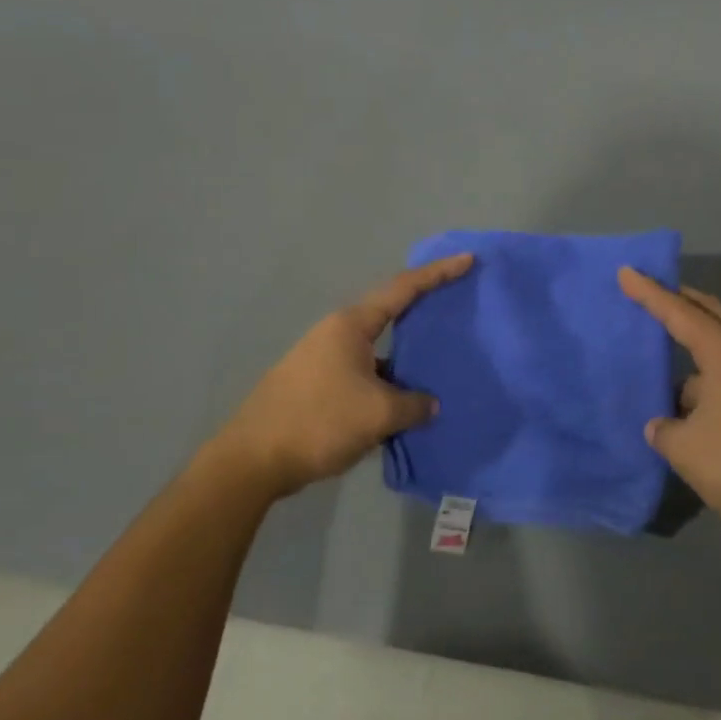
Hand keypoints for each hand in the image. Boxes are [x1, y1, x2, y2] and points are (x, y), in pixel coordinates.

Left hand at [211, 254, 473, 498]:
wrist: (253, 460)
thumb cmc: (320, 421)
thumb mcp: (379, 413)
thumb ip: (414, 405)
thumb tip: (429, 404)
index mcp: (351, 326)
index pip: (403, 289)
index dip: (437, 274)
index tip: (467, 260)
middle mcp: (336, 335)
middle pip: (389, 316)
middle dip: (422, 313)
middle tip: (456, 310)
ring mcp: (323, 360)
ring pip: (377, 352)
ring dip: (405, 360)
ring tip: (436, 369)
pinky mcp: (317, 386)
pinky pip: (364, 375)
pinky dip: (387, 384)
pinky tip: (404, 406)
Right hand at [618, 267, 720, 536]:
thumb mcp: (688, 450)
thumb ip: (664, 432)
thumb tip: (661, 425)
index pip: (678, 312)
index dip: (649, 293)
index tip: (626, 272)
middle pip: (709, 315)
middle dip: (679, 301)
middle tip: (650, 293)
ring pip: (718, 352)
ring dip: (690, 350)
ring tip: (658, 364)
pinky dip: (702, 381)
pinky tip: (685, 410)